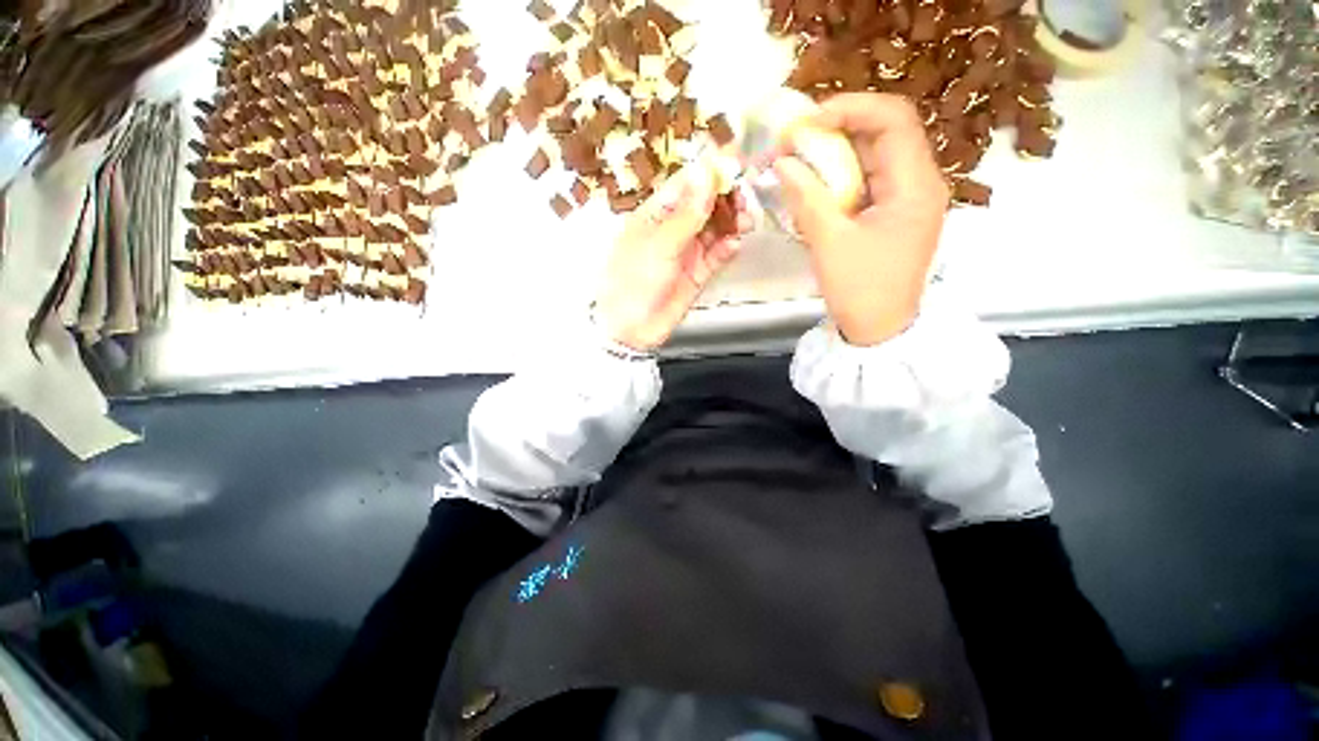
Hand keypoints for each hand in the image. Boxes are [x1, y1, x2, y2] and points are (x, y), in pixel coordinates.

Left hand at [595, 156, 752, 351]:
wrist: (630, 328)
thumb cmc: (635, 280)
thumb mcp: (660, 244)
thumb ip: (687, 214)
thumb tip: (707, 174)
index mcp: (657, 214)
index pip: (687, 184)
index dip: (711, 173)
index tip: (737, 164)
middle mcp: (673, 229)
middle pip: (705, 205)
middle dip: (726, 199)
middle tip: (744, 200)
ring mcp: (686, 252)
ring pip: (715, 229)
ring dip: (732, 222)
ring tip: (745, 223)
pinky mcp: (697, 274)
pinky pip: (716, 256)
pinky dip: (726, 249)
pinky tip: (734, 246)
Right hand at [773, 94, 948, 346]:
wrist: (879, 329)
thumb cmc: (861, 290)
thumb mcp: (830, 244)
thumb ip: (807, 198)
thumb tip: (783, 162)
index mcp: (915, 186)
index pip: (893, 120)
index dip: (850, 109)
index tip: (807, 121)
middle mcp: (919, 183)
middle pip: (884, 133)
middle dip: (837, 129)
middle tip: (795, 140)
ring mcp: (907, 199)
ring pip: (873, 156)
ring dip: (835, 153)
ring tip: (798, 158)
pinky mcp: (892, 213)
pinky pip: (867, 181)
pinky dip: (839, 177)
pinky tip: (814, 184)